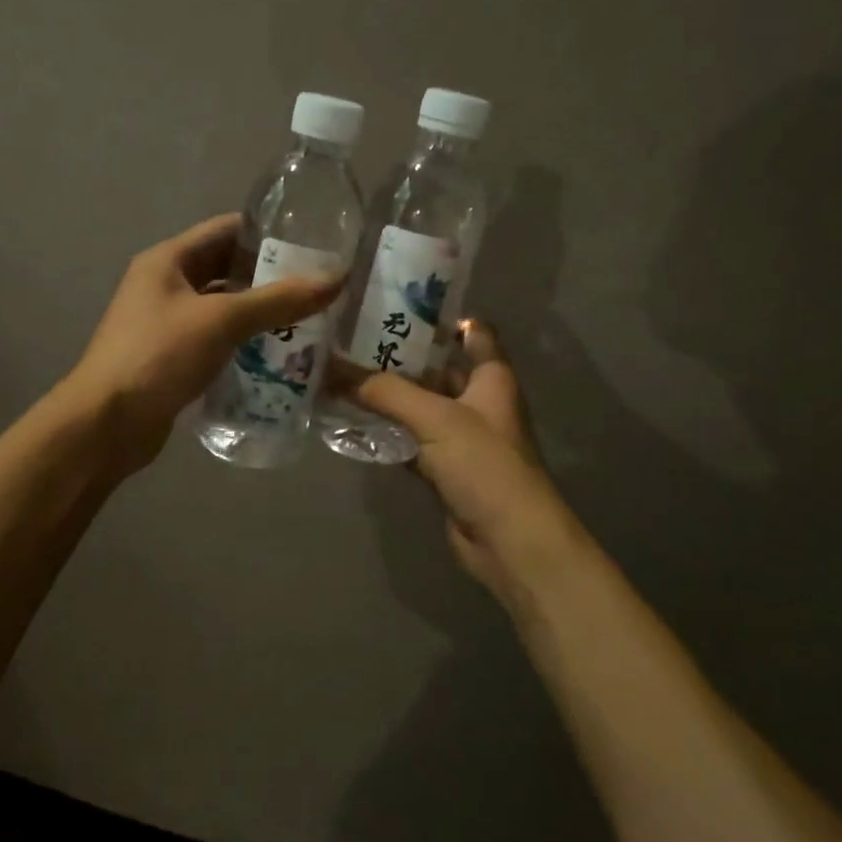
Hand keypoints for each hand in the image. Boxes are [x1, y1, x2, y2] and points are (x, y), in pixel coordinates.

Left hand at [70, 214, 341, 472]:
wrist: (106, 424)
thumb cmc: (159, 356)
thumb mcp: (221, 321)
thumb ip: (278, 300)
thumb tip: (336, 279)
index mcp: (167, 260)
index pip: (225, 230)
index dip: (267, 232)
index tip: (313, 242)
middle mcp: (164, 285)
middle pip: (226, 269)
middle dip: (269, 277)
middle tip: (318, 286)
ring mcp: (166, 324)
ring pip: (223, 308)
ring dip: (260, 313)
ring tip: (309, 320)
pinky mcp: (172, 358)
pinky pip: (216, 340)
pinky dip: (244, 343)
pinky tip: (279, 355)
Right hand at [331, 321, 587, 612]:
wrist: (510, 541)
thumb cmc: (484, 465)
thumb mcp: (435, 418)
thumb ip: (384, 391)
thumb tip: (331, 370)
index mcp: (491, 377)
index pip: (472, 332)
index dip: (442, 315)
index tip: (398, 301)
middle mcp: (478, 401)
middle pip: (437, 368)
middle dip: (400, 355)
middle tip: (351, 338)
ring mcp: (461, 437)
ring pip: (420, 406)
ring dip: (389, 396)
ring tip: (341, 374)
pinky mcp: (445, 469)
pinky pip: (410, 441)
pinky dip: (387, 433)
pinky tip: (352, 422)